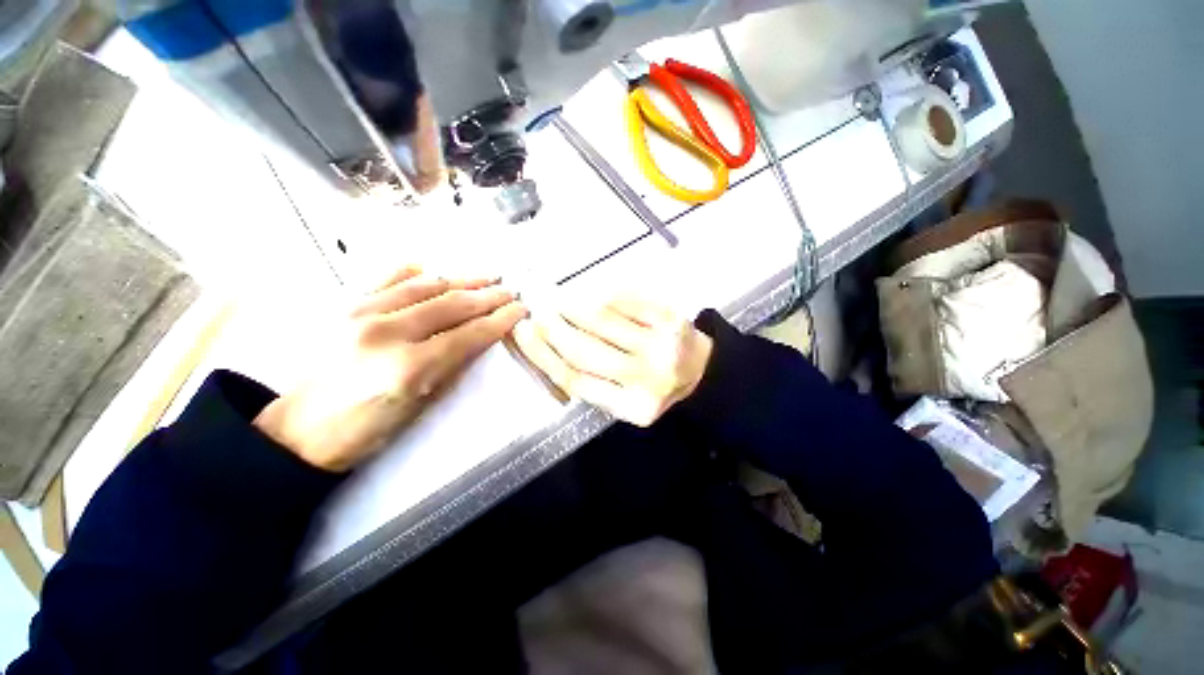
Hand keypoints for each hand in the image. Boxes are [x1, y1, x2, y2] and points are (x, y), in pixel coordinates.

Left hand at [254, 267, 526, 470]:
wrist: (300, 431)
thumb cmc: (367, 430)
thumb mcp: (422, 407)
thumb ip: (454, 366)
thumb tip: (481, 338)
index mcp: (409, 367)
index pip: (469, 334)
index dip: (500, 320)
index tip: (520, 309)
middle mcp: (386, 332)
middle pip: (451, 304)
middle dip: (488, 295)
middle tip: (510, 290)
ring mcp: (361, 313)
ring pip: (425, 285)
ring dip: (461, 279)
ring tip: (486, 276)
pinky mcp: (344, 307)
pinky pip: (387, 279)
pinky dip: (415, 272)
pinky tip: (434, 269)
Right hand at [512, 295, 712, 426]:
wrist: (703, 372)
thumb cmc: (657, 387)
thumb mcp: (626, 401)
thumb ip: (592, 384)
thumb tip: (549, 347)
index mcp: (632, 407)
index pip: (575, 379)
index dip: (543, 354)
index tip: (524, 334)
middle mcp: (647, 378)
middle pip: (584, 349)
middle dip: (552, 329)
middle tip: (538, 315)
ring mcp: (661, 345)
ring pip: (601, 319)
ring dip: (571, 307)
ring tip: (558, 303)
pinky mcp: (671, 318)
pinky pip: (625, 300)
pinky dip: (600, 295)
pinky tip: (588, 295)